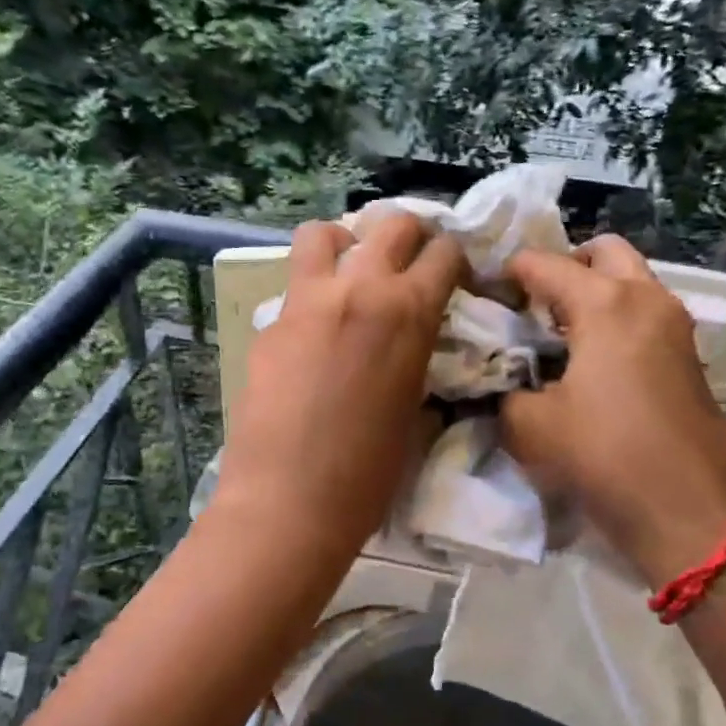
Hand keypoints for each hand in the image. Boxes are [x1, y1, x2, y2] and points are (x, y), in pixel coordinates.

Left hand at [212, 214, 466, 557]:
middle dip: (410, 235)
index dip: (456, 260)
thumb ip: (418, 366)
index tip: (455, 279)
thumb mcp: (415, 416)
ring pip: (322, 234)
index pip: (444, 253)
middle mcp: (359, 290)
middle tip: (410, 264)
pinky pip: (294, 287)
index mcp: (409, 313)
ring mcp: (306, 303)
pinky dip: (311, 292)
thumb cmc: (367, 475)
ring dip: (345, 243)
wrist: (289, 502)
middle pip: (391, 224)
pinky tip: (314, 331)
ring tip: (350, 273)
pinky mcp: (270, 325)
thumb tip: (416, 354)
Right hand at [500, 235, 725, 585]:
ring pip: (632, 281)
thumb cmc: (604, 455)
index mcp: (604, 303)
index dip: (507, 274)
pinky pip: (645, 314)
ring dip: (595, 293)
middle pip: (604, 251)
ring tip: (558, 335)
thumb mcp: (530, 427)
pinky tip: (590, 363)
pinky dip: (616, 320)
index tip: (483, 295)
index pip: (543, 264)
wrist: (689, 510)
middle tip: (535, 303)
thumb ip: (505, 394)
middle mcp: (646, 298)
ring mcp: (675, 325)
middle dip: (565, 266)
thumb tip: (503, 385)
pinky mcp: (688, 356)